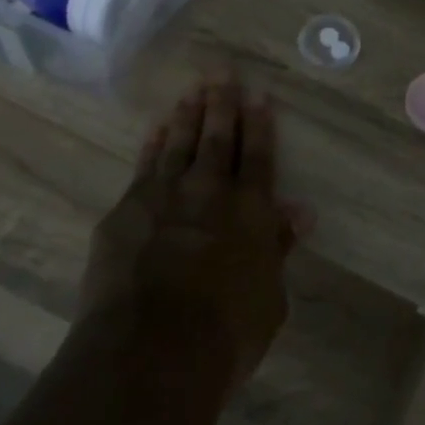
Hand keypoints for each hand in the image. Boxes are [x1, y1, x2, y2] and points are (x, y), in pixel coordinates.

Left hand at [81, 82, 309, 390]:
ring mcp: (163, 197)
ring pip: (178, 144)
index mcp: (250, 212)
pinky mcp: (125, 211)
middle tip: (222, 72)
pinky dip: (152, 144)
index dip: (259, 124)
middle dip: (222, 104)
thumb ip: (278, 249)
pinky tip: (155, 129)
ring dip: (187, 115)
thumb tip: (299, 213)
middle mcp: (208, 193)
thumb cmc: (224, 334)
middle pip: (217, 138)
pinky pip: (143, 166)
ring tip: (192, 91)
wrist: (150, 352)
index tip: (258, 94)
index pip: (257, 156)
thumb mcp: (268, 298)